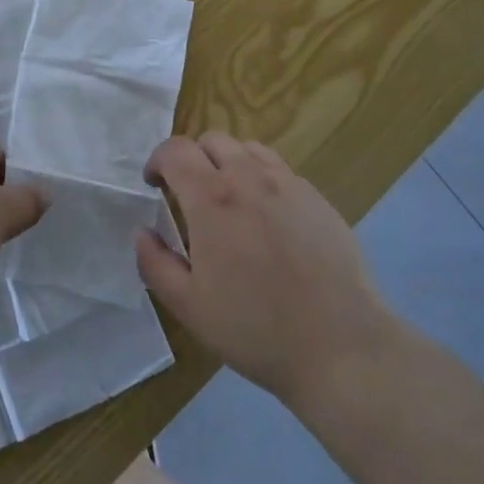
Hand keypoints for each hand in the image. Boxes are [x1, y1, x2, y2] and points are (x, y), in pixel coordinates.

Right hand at [136, 133, 399, 407]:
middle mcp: (248, 177)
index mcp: (211, 199)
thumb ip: (155, 264)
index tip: (154, 184)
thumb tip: (143, 232)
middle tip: (189, 193)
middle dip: (192, 158)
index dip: (158, 160)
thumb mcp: (189, 306)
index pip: (175, 150)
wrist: (339, 344)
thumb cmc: (256, 328)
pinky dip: (262, 178)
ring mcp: (288, 184)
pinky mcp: (317, 198)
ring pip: (248, 149)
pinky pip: (281, 170)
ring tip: (229, 198)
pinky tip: (268, 217)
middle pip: (212, 140)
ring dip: (228, 162)